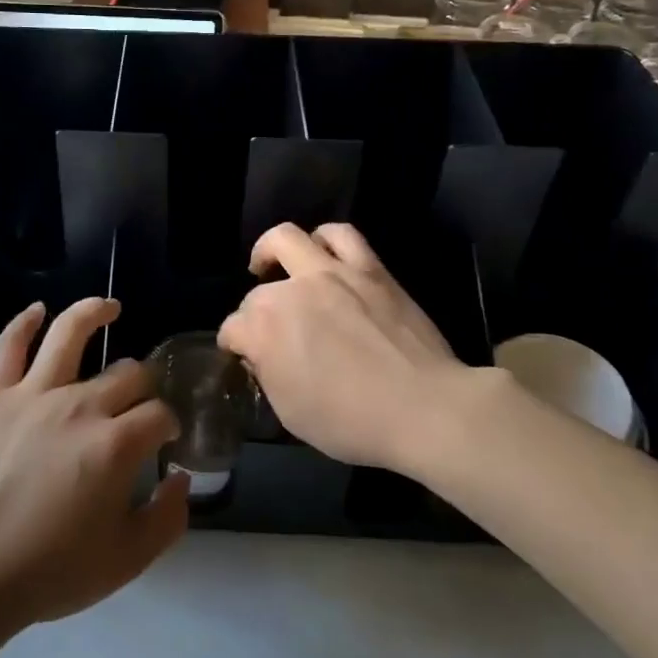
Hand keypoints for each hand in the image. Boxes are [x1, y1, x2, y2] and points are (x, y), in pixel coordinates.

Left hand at [0, 297, 189, 635]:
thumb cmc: (51, 570)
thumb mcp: (127, 560)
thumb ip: (168, 517)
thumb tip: (180, 477)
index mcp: (115, 443)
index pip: (159, 414)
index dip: (170, 424)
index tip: (167, 439)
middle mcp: (79, 405)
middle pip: (126, 373)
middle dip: (144, 384)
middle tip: (141, 403)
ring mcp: (33, 395)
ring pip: (70, 334)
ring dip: (95, 313)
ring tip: (111, 307)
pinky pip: (8, 347)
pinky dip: (24, 323)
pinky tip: (38, 310)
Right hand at [219, 223, 509, 473]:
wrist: (424, 407)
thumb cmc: (353, 422)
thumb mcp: (292, 415)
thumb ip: (269, 376)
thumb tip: (264, 356)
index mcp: (264, 331)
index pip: (233, 330)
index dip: (234, 345)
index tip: (243, 358)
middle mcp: (290, 292)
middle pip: (257, 292)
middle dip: (254, 313)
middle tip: (270, 331)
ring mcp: (330, 273)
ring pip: (287, 238)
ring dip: (272, 250)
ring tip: (275, 264)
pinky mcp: (368, 268)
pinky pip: (341, 235)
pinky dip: (325, 239)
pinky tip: (323, 253)